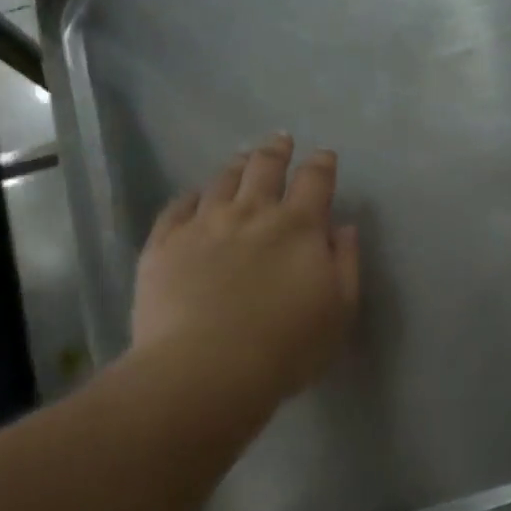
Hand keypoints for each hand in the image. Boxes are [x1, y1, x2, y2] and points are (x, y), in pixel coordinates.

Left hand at [129, 133, 359, 410]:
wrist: (205, 370)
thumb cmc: (286, 347)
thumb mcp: (340, 310)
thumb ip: (346, 263)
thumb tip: (344, 227)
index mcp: (298, 227)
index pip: (315, 181)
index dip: (322, 165)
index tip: (325, 155)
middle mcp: (251, 213)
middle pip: (265, 168)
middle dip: (277, 151)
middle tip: (280, 140)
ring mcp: (203, 225)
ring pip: (221, 181)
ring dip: (236, 166)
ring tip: (241, 159)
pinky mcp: (164, 244)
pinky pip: (177, 208)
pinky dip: (190, 196)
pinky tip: (193, 196)